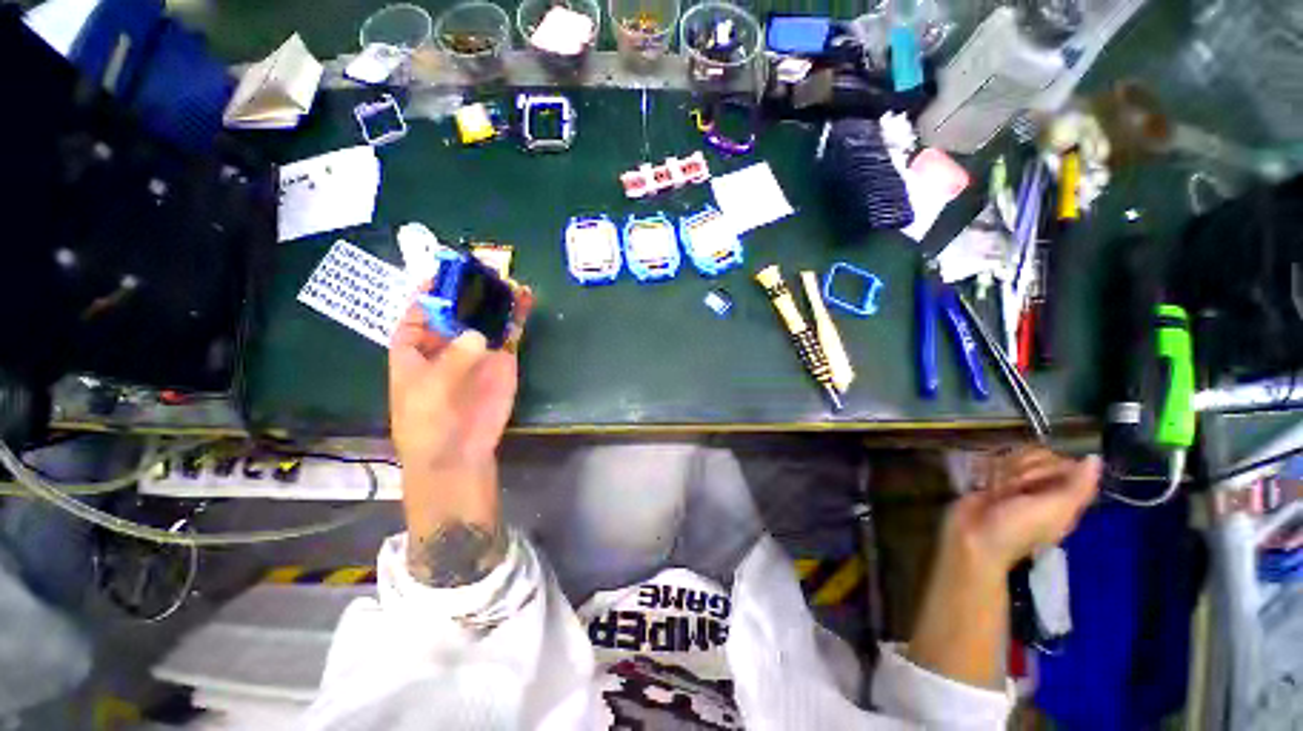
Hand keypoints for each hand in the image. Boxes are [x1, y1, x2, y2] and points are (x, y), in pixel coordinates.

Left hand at [389, 284, 532, 586]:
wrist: (460, 452)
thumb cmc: (429, 422)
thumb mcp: (430, 389)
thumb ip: (453, 358)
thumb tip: (478, 335)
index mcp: (415, 350)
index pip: (417, 314)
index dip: (427, 293)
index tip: (442, 272)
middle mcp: (447, 345)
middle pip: (456, 311)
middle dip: (467, 290)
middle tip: (483, 267)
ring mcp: (478, 352)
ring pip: (486, 319)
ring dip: (496, 300)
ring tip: (507, 278)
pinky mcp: (502, 360)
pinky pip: (510, 334)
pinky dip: (517, 317)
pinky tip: (525, 298)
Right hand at [946, 447, 1100, 573]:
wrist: (974, 537)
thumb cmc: (1017, 528)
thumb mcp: (1054, 510)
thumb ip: (1079, 486)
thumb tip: (1095, 457)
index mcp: (1064, 496)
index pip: (1066, 463)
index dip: (1050, 467)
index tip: (1038, 483)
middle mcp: (1043, 487)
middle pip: (1039, 455)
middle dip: (1024, 469)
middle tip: (1016, 490)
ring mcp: (1017, 483)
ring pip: (1015, 456)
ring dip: (1004, 472)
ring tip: (999, 491)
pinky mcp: (993, 479)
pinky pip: (995, 461)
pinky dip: (989, 471)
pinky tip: (987, 486)